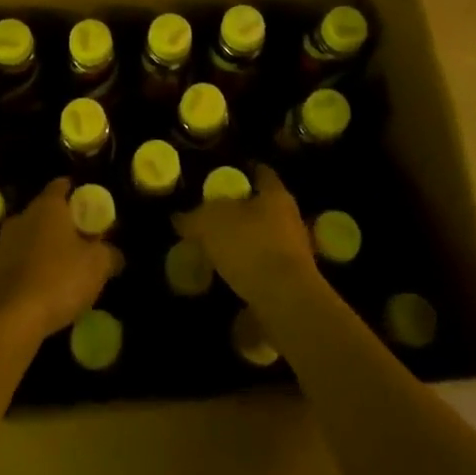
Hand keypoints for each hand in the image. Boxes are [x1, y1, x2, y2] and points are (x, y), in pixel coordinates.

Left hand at [0, 179, 121, 348]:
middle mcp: (23, 216)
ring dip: (49, 249)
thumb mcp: (98, 265)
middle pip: (48, 212)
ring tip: (68, 271)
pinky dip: (35, 270)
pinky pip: (21, 262)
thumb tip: (115, 254)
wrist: (8, 320)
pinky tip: (48, 291)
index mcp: (48, 205)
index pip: (63, 185)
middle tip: (86, 242)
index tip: (92, 207)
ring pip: (33, 238)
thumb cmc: (58, 279)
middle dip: (66, 225)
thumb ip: (110, 253)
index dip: (79, 193)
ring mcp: (4, 243)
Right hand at [175, 164, 317, 310]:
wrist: (287, 304)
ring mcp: (295, 253)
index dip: (244, 171)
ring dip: (245, 245)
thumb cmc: (251, 246)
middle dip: (241, 212)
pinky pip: (265, 271)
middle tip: (214, 217)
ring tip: (217, 252)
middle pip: (264, 208)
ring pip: (265, 240)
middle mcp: (290, 219)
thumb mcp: (211, 224)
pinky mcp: (293, 285)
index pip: (261, 173)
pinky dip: (248, 274)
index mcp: (275, 194)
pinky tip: (228, 281)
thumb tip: (179, 218)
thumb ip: (194, 218)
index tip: (226, 174)